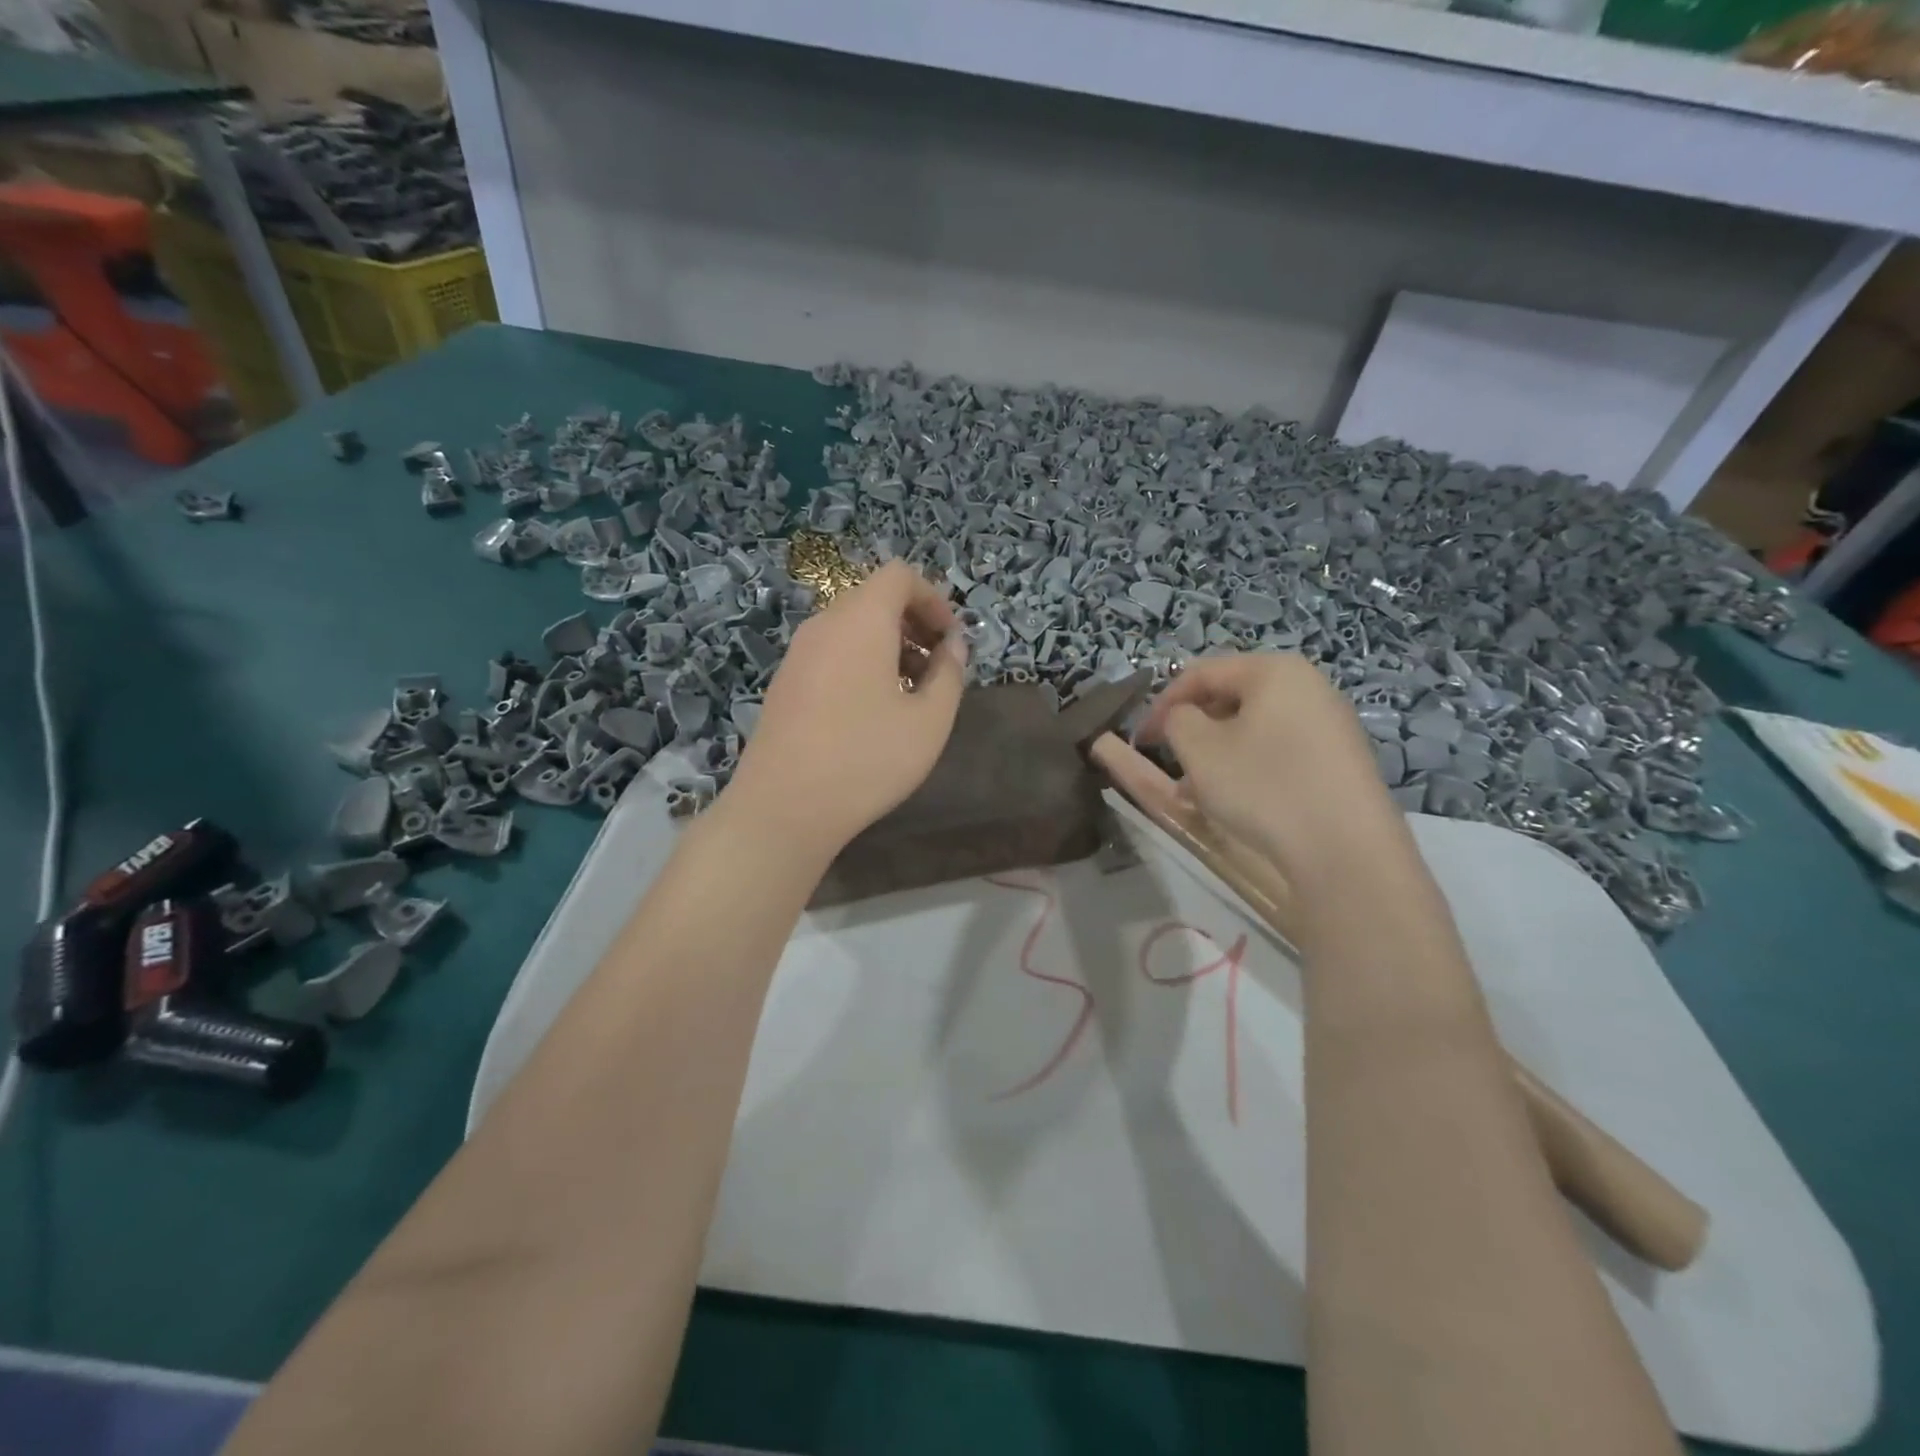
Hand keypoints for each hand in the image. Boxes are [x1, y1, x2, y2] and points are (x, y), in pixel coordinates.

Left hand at [725, 561, 967, 855]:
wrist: (783, 807)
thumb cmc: (867, 759)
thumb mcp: (929, 721)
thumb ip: (949, 673)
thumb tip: (952, 646)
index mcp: (860, 620)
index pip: (899, 576)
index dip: (933, 599)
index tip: (951, 641)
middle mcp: (824, 625)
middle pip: (873, 599)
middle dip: (913, 624)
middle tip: (937, 668)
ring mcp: (798, 654)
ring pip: (851, 628)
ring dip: (888, 646)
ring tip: (909, 694)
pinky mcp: (785, 683)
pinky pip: (831, 653)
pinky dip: (860, 663)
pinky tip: (871, 712)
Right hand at [1137, 654, 1401, 875]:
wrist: (1345, 850)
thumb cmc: (1262, 786)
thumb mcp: (1199, 749)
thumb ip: (1176, 719)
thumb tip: (1183, 717)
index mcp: (1274, 670)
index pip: (1202, 672)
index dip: (1162, 702)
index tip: (1140, 738)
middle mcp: (1309, 686)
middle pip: (1230, 697)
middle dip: (1192, 728)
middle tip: (1169, 761)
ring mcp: (1330, 724)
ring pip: (1253, 728)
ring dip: (1216, 752)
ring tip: (1195, 790)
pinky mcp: (1339, 760)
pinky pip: (1279, 750)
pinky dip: (1248, 766)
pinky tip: (1235, 801)